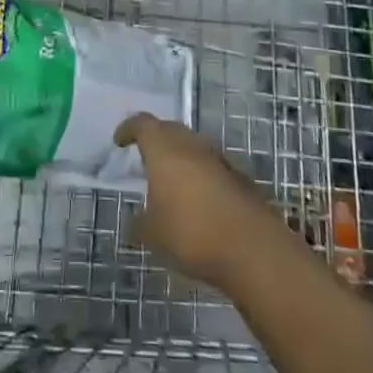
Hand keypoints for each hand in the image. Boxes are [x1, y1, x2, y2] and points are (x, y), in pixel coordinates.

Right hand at [115, 115, 279, 287]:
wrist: (253, 249)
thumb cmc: (191, 232)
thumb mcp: (153, 234)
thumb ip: (140, 223)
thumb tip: (135, 222)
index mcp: (164, 148)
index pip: (142, 124)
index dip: (129, 129)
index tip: (120, 140)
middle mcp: (191, 144)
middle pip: (170, 130)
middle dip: (156, 140)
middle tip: (145, 158)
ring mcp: (219, 159)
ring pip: (193, 148)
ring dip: (181, 158)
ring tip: (171, 181)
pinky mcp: (240, 178)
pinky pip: (212, 168)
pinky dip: (201, 177)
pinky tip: (198, 201)